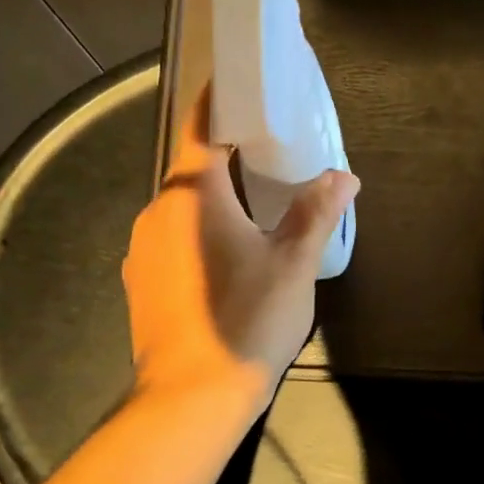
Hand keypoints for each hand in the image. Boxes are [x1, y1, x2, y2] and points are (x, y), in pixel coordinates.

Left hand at [122, 89, 357, 417]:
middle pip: (192, 169)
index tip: (240, 83)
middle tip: (269, 152)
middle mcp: (157, 213)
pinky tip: (228, 256)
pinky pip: (172, 238)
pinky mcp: (140, 282)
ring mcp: (142, 250)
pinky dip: (199, 231)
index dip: (219, 100)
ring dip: (213, 199)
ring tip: (254, 206)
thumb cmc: (247, 320)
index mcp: (192, 196)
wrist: (191, 399)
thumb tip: (343, 177)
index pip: (202, 129)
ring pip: (182, 207)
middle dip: (227, 156)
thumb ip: (316, 213)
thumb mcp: (294, 264)